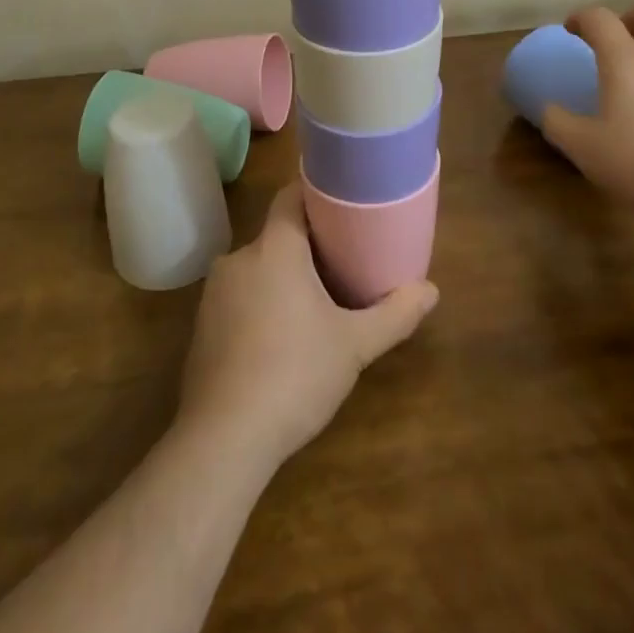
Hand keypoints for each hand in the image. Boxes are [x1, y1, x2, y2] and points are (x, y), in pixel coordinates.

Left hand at [178, 181, 437, 469]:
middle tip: (342, 261)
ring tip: (315, 301)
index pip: (290, 196)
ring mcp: (214, 293)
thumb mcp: (354, 346)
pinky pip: (239, 297)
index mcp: (275, 248)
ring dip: (283, 277)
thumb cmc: (295, 375)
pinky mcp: (202, 325)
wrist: (223, 439)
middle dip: (307, 245)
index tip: (342, 203)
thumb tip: (431, 290)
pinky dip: (259, 303)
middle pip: (277, 235)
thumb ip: (394, 315)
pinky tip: (279, 337)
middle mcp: (239, 258)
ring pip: (257, 268)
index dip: (315, 193)